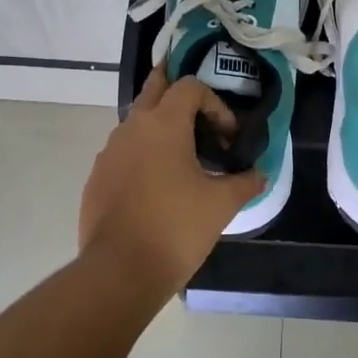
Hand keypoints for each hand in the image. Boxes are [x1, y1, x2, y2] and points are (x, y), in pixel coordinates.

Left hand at [79, 64, 266, 292]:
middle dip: (175, 88)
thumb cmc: (176, 228)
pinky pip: (123, 153)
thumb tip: (260, 174)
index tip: (228, 138)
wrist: (120, 270)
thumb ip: (244, 182)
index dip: (215, 104)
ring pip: (136, 123)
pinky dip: (142, 155)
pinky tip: (156, 185)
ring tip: (182, 154)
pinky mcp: (97, 178)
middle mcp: (131, 128)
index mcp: (164, 124)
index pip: (189, 87)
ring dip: (159, 126)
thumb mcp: (221, 205)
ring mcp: (109, 153)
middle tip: (196, 102)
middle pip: (154, 90)